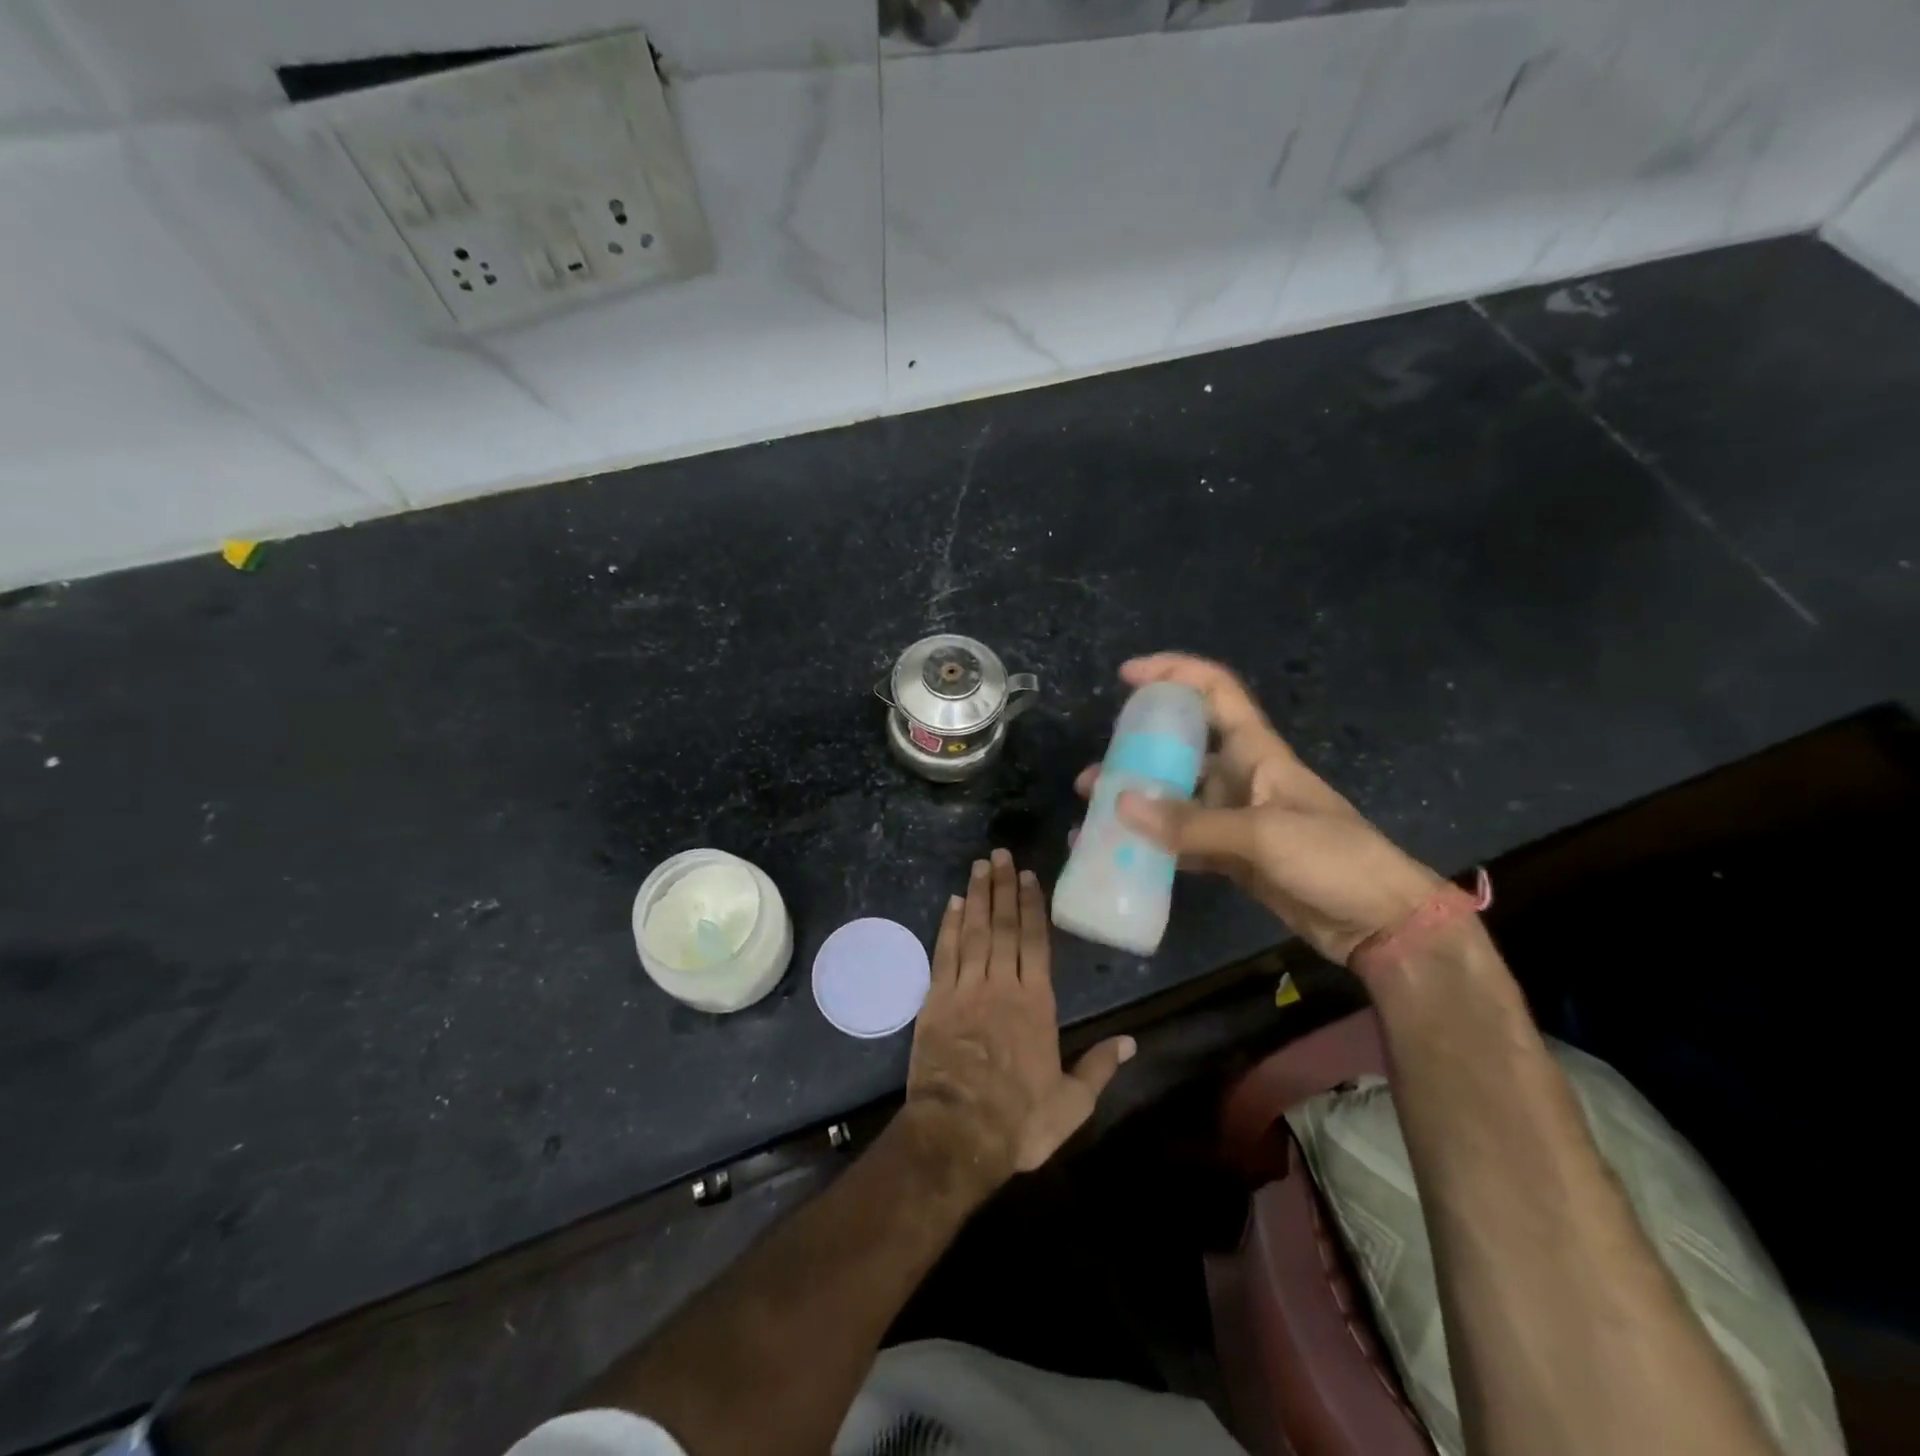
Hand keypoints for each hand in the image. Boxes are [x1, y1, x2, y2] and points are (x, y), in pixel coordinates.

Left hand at [906, 850, 1135, 1185]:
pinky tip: (951, 904)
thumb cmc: (1020, 1120)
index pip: (1035, 941)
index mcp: (1036, 1003)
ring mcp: (966, 989)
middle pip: (1003, 925)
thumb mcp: (1072, 1103)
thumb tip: (1131, 1042)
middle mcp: (1002, 985)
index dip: (1032, 905)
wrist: (959, 1133)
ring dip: (976, 896)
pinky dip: (948, 926)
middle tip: (999, 854)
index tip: (1027, 876)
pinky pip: (944, 954)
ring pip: (974, 932)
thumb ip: (1100, 1067)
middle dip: (1002, 887)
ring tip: (978, 866)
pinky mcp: (936, 1001)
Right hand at [1075, 653, 1444, 962]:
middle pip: (1182, 748)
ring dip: (1138, 801)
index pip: (1214, 691)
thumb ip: (1190, 823)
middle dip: (1137, 752)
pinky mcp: (1233, 856)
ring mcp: (1236, 818)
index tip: (1128, 675)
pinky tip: (1120, 852)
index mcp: (1257, 751)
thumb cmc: (1333, 858)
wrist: (1379, 922)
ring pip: (1176, 798)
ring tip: (1094, 812)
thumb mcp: (1263, 834)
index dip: (1173, 673)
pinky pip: (1182, 841)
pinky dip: (1153, 845)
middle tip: (1095, 773)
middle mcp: (1242, 776)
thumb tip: (1119, 804)